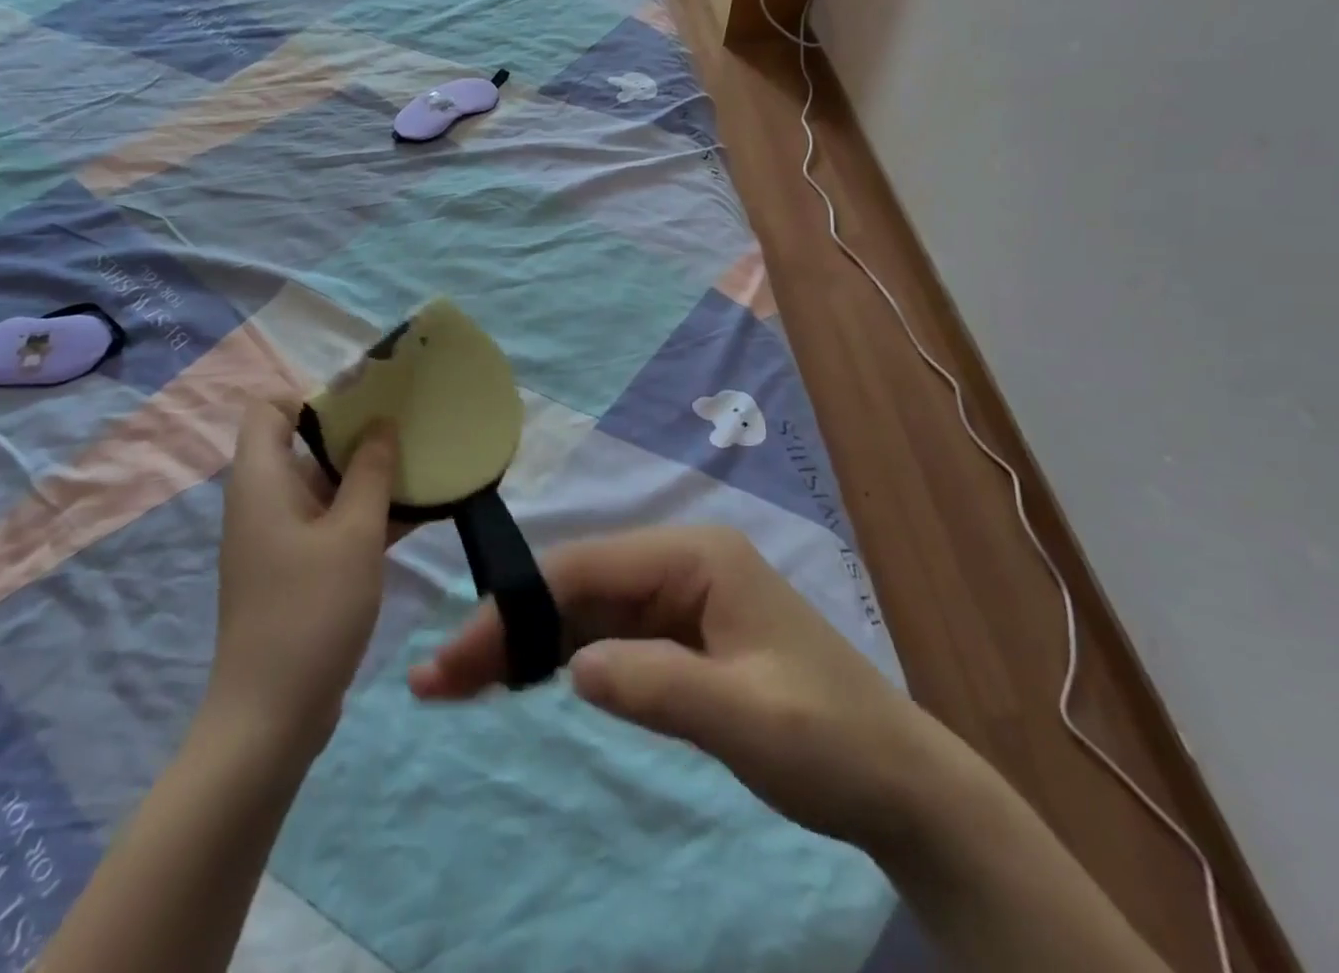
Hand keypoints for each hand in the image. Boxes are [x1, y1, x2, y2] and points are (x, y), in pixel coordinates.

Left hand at [208, 400, 400, 757]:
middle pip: (302, 443)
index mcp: (262, 480)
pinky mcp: (297, 569)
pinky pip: (332, 522)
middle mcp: (264, 500)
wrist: (271, 720)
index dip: (311, 395)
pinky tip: (417, 513)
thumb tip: (382, 424)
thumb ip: (372, 472)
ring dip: (369, 475)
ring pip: (324, 485)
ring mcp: (280, 538)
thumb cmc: (311, 611)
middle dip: (355, 432)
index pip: (268, 408)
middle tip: (408, 427)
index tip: (365, 402)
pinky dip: (366, 513)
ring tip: (422, 463)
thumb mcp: (353, 534)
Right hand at [409, 525, 933, 849]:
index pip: (585, 570)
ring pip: (581, 610)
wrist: (899, 783)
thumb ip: (659, 687)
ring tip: (460, 682)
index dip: (515, 609)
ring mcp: (677, 596)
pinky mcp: (678, 633)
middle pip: (574, 586)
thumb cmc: (833, 741)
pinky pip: (604, 636)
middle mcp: (679, 562)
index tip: (457, 657)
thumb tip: (571, 666)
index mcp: (696, 556)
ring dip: (523, 643)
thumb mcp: (750, 720)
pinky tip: (519, 680)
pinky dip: (558, 658)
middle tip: (439, 677)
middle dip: (507, 626)